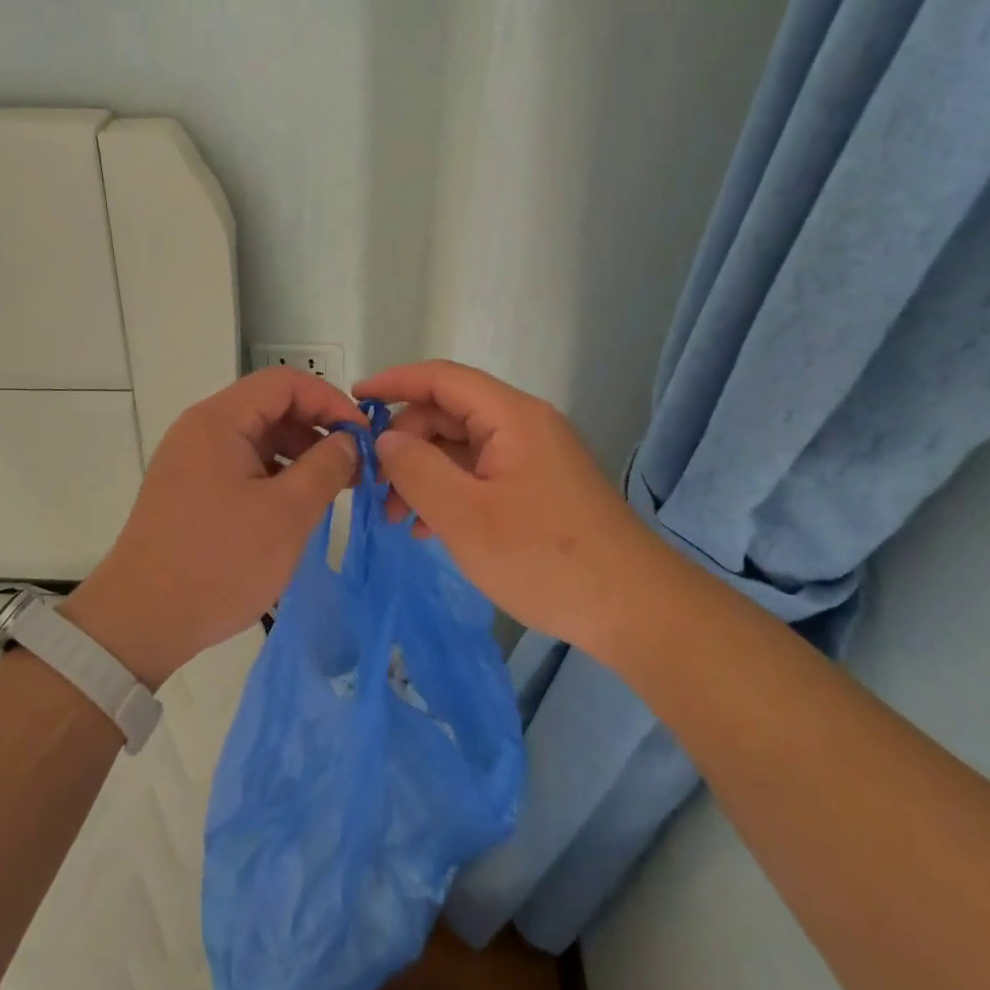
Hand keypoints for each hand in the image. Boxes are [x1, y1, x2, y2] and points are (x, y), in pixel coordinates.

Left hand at [63, 368, 363, 686]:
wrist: (140, 622)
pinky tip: (295, 507)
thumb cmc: (219, 561)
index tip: (362, 437)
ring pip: (257, 438)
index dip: (330, 400)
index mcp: (219, 420)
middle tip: (353, 469)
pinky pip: (240, 465)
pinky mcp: (189, 489)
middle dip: (316, 429)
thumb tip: (347, 440)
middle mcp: (201, 429)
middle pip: (270, 407)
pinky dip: (274, 475)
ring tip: (330, 490)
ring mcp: (191, 459)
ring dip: (298, 455)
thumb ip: (326, 466)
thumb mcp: (286, 513)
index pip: (285, 382)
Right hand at [352, 360, 647, 651]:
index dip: (394, 382)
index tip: (352, 400)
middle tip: (375, 487)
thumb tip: (386, 438)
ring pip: (461, 447)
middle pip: (449, 413)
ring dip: (424, 473)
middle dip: (406, 443)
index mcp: (512, 416)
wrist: (636, 612)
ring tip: (398, 519)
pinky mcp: (539, 488)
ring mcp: (534, 458)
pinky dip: (450, 492)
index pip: (441, 377)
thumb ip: (415, 468)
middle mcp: (524, 425)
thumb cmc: (544, 558)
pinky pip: (480, 474)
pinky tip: (430, 529)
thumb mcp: (464, 516)